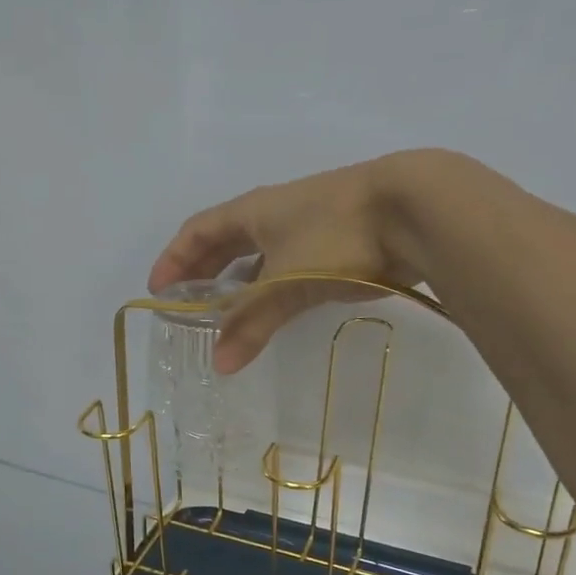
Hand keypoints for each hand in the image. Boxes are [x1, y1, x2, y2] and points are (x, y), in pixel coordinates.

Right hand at [148, 151, 449, 372]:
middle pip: (226, 242)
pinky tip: (275, 309)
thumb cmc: (336, 235)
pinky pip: (290, 268)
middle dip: (203, 272)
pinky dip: (273, 290)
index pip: (198, 231)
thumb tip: (218, 364)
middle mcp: (276, 214)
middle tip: (187, 305)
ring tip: (227, 315)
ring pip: (261, 257)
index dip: (174, 259)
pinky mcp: (339, 245)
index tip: (158, 292)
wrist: (417, 210)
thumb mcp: (285, 280)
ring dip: (239, 285)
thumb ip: (250, 321)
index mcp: (253, 210)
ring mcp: (309, 227)